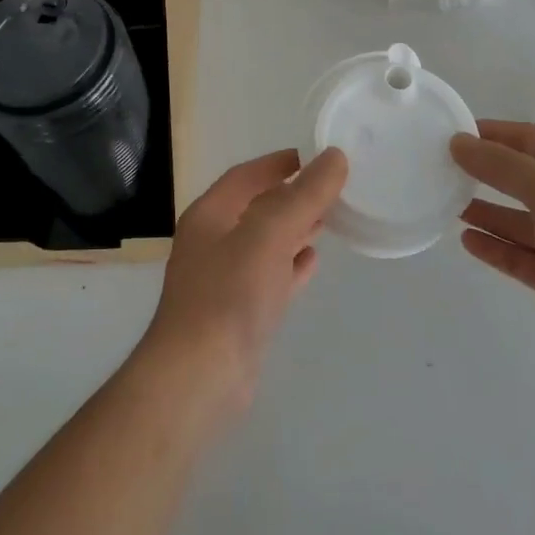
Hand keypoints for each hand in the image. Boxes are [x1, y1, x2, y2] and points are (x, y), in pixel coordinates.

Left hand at [134, 148, 347, 422]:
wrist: (200, 377)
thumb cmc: (229, 294)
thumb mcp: (269, 234)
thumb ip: (303, 195)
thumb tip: (335, 157)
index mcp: (210, 215)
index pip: (246, 175)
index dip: (279, 163)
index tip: (316, 156)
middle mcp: (213, 242)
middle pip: (257, 207)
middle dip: (292, 195)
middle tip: (332, 187)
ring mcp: (224, 280)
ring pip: (265, 242)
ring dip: (294, 228)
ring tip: (330, 218)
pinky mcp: (239, 313)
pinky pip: (270, 276)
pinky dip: (291, 264)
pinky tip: (313, 261)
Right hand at [452, 121, 534, 396]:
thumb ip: (505, 166)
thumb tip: (458, 142)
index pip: (529, 139)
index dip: (492, 132)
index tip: (450, 132)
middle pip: (520, 177)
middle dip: (483, 169)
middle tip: (439, 167)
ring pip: (515, 218)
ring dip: (483, 209)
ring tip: (443, 202)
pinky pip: (517, 256)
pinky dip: (493, 247)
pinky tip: (466, 241)